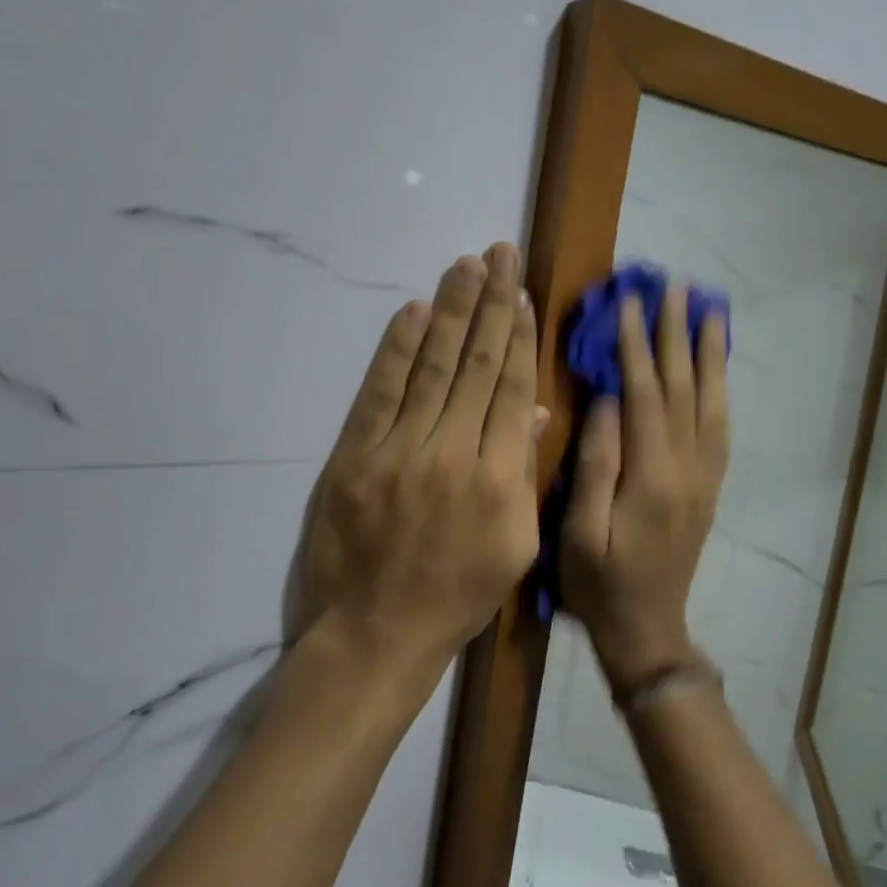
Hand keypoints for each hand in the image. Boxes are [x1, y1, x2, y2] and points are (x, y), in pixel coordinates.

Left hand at [299, 243, 541, 681]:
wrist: (374, 634)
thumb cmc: (455, 596)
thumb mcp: (514, 547)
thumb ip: (524, 474)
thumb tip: (532, 411)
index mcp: (499, 479)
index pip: (511, 389)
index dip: (517, 335)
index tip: (521, 292)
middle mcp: (452, 453)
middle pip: (474, 365)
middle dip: (489, 303)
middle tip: (498, 252)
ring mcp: (398, 450)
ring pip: (431, 367)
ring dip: (450, 312)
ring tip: (465, 266)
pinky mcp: (354, 455)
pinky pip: (379, 392)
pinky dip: (396, 350)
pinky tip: (413, 312)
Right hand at [561, 283, 729, 692]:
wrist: (647, 630)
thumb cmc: (599, 585)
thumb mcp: (578, 532)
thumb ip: (596, 465)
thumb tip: (606, 400)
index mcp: (652, 477)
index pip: (644, 394)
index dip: (637, 345)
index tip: (630, 302)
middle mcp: (688, 468)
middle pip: (683, 387)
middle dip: (677, 333)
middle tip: (676, 287)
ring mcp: (705, 477)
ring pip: (711, 401)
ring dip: (709, 353)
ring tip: (710, 310)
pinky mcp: (710, 486)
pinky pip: (721, 427)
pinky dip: (720, 388)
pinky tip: (717, 367)